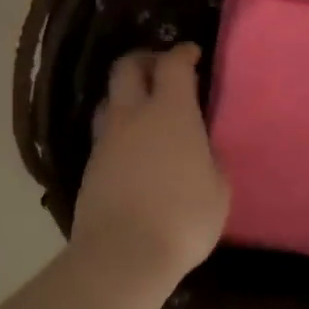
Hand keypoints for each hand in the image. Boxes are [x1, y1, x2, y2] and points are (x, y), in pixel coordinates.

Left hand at [69, 44, 230, 291]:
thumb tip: (202, 152)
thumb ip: (211, 161)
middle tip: (162, 70)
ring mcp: (106, 141)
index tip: (192, 54)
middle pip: (126, 68)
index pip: (172, 65)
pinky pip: (105, 134)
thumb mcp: (218, 189)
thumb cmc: (183, 217)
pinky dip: (120, 130)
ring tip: (145, 110)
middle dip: (145, 60)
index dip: (182, 53)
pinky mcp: (90, 167)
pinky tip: (134, 148)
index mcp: (170, 111)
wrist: (123, 254)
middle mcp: (132, 115)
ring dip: (126, 95)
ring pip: (110, 100)